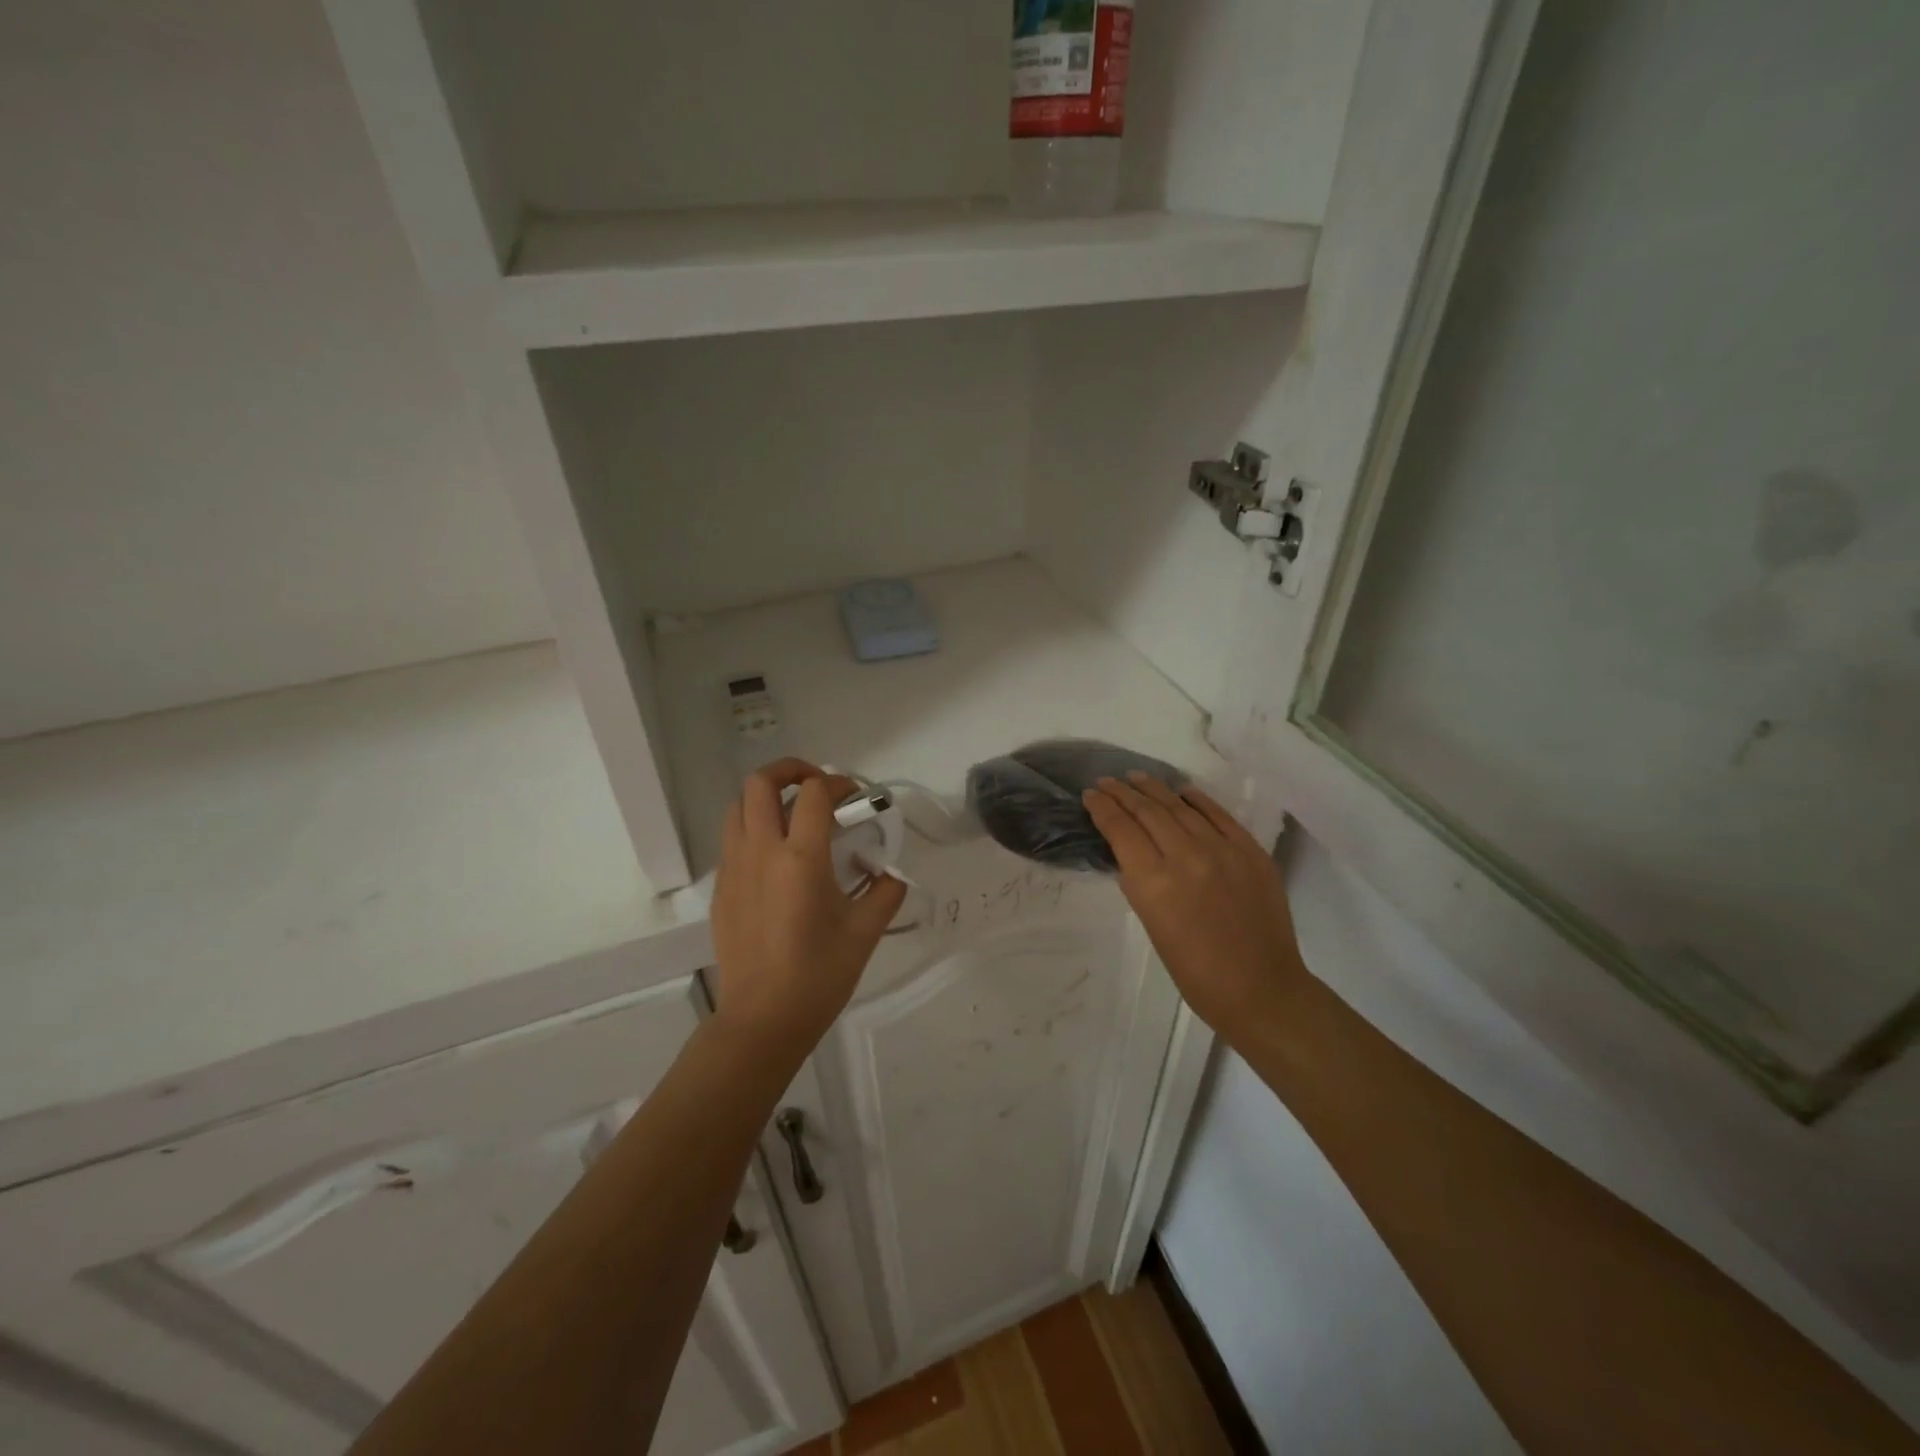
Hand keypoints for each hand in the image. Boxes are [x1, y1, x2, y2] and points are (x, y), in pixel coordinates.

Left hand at [709, 759, 907, 1056]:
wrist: (762, 1020)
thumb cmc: (819, 975)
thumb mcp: (865, 932)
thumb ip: (885, 892)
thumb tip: (891, 873)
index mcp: (800, 858)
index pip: (814, 793)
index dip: (837, 783)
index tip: (855, 796)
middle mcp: (761, 852)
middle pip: (760, 782)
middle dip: (790, 770)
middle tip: (816, 786)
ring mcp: (734, 869)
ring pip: (737, 807)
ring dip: (765, 798)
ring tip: (792, 815)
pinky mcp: (721, 890)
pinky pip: (732, 841)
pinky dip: (753, 830)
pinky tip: (776, 859)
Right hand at [1083, 773, 1304, 1040]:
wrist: (1260, 988)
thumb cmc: (1194, 971)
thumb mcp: (1151, 925)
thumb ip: (1140, 882)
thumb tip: (1131, 853)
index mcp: (1154, 882)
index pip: (1121, 829)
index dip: (1103, 808)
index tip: (1091, 795)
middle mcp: (1186, 856)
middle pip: (1148, 811)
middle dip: (1123, 793)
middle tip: (1107, 781)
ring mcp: (1223, 850)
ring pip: (1181, 807)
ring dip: (1155, 789)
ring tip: (1137, 777)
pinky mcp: (1251, 851)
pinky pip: (1219, 815)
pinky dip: (1198, 800)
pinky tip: (1183, 791)